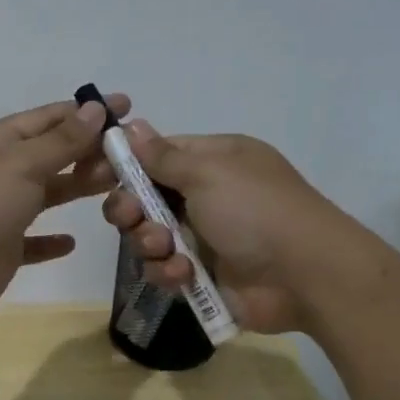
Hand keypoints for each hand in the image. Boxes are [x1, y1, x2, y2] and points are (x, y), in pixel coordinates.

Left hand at [0, 92, 130, 319]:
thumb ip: (62, 140)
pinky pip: (31, 241)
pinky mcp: (0, 249)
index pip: (51, 118)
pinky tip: (71, 242)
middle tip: (133, 153)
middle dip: (90, 150)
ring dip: (77, 187)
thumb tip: (93, 107)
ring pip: (46, 194)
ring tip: (117, 186)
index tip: (126, 107)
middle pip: (52, 154)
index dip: (88, 111)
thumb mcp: (22, 162)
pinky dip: (50, 241)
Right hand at [100, 122, 378, 333]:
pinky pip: (165, 269)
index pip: (156, 155)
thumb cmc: (255, 210)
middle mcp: (206, 195)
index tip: (94, 176)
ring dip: (150, 243)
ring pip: (149, 236)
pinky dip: (168, 272)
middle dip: (132, 210)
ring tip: (167, 250)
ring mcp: (204, 236)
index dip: (125, 165)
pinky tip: (183, 275)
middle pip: (144, 198)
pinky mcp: (203, 274)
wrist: (305, 275)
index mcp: (212, 161)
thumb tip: (131, 125)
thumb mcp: (208, 172)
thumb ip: (162, 156)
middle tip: (134, 218)